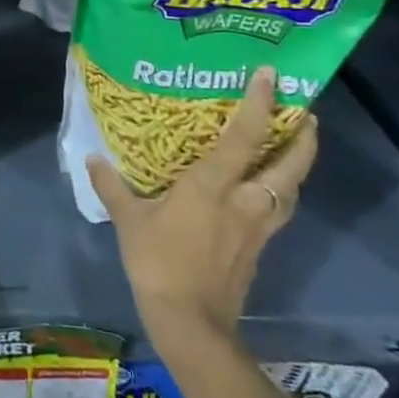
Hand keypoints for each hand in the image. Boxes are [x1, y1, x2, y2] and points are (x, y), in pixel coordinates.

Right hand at [89, 67, 318, 340]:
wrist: (191, 322)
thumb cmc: (158, 262)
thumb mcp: (128, 220)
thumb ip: (112, 187)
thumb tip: (92, 159)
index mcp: (213, 186)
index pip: (245, 137)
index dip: (260, 104)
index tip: (270, 75)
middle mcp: (245, 201)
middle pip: (289, 165)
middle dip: (303, 138)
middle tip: (306, 114)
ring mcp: (258, 227)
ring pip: (291, 190)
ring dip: (297, 166)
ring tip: (294, 148)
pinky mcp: (259, 249)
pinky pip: (279, 211)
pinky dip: (281, 193)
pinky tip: (267, 191)